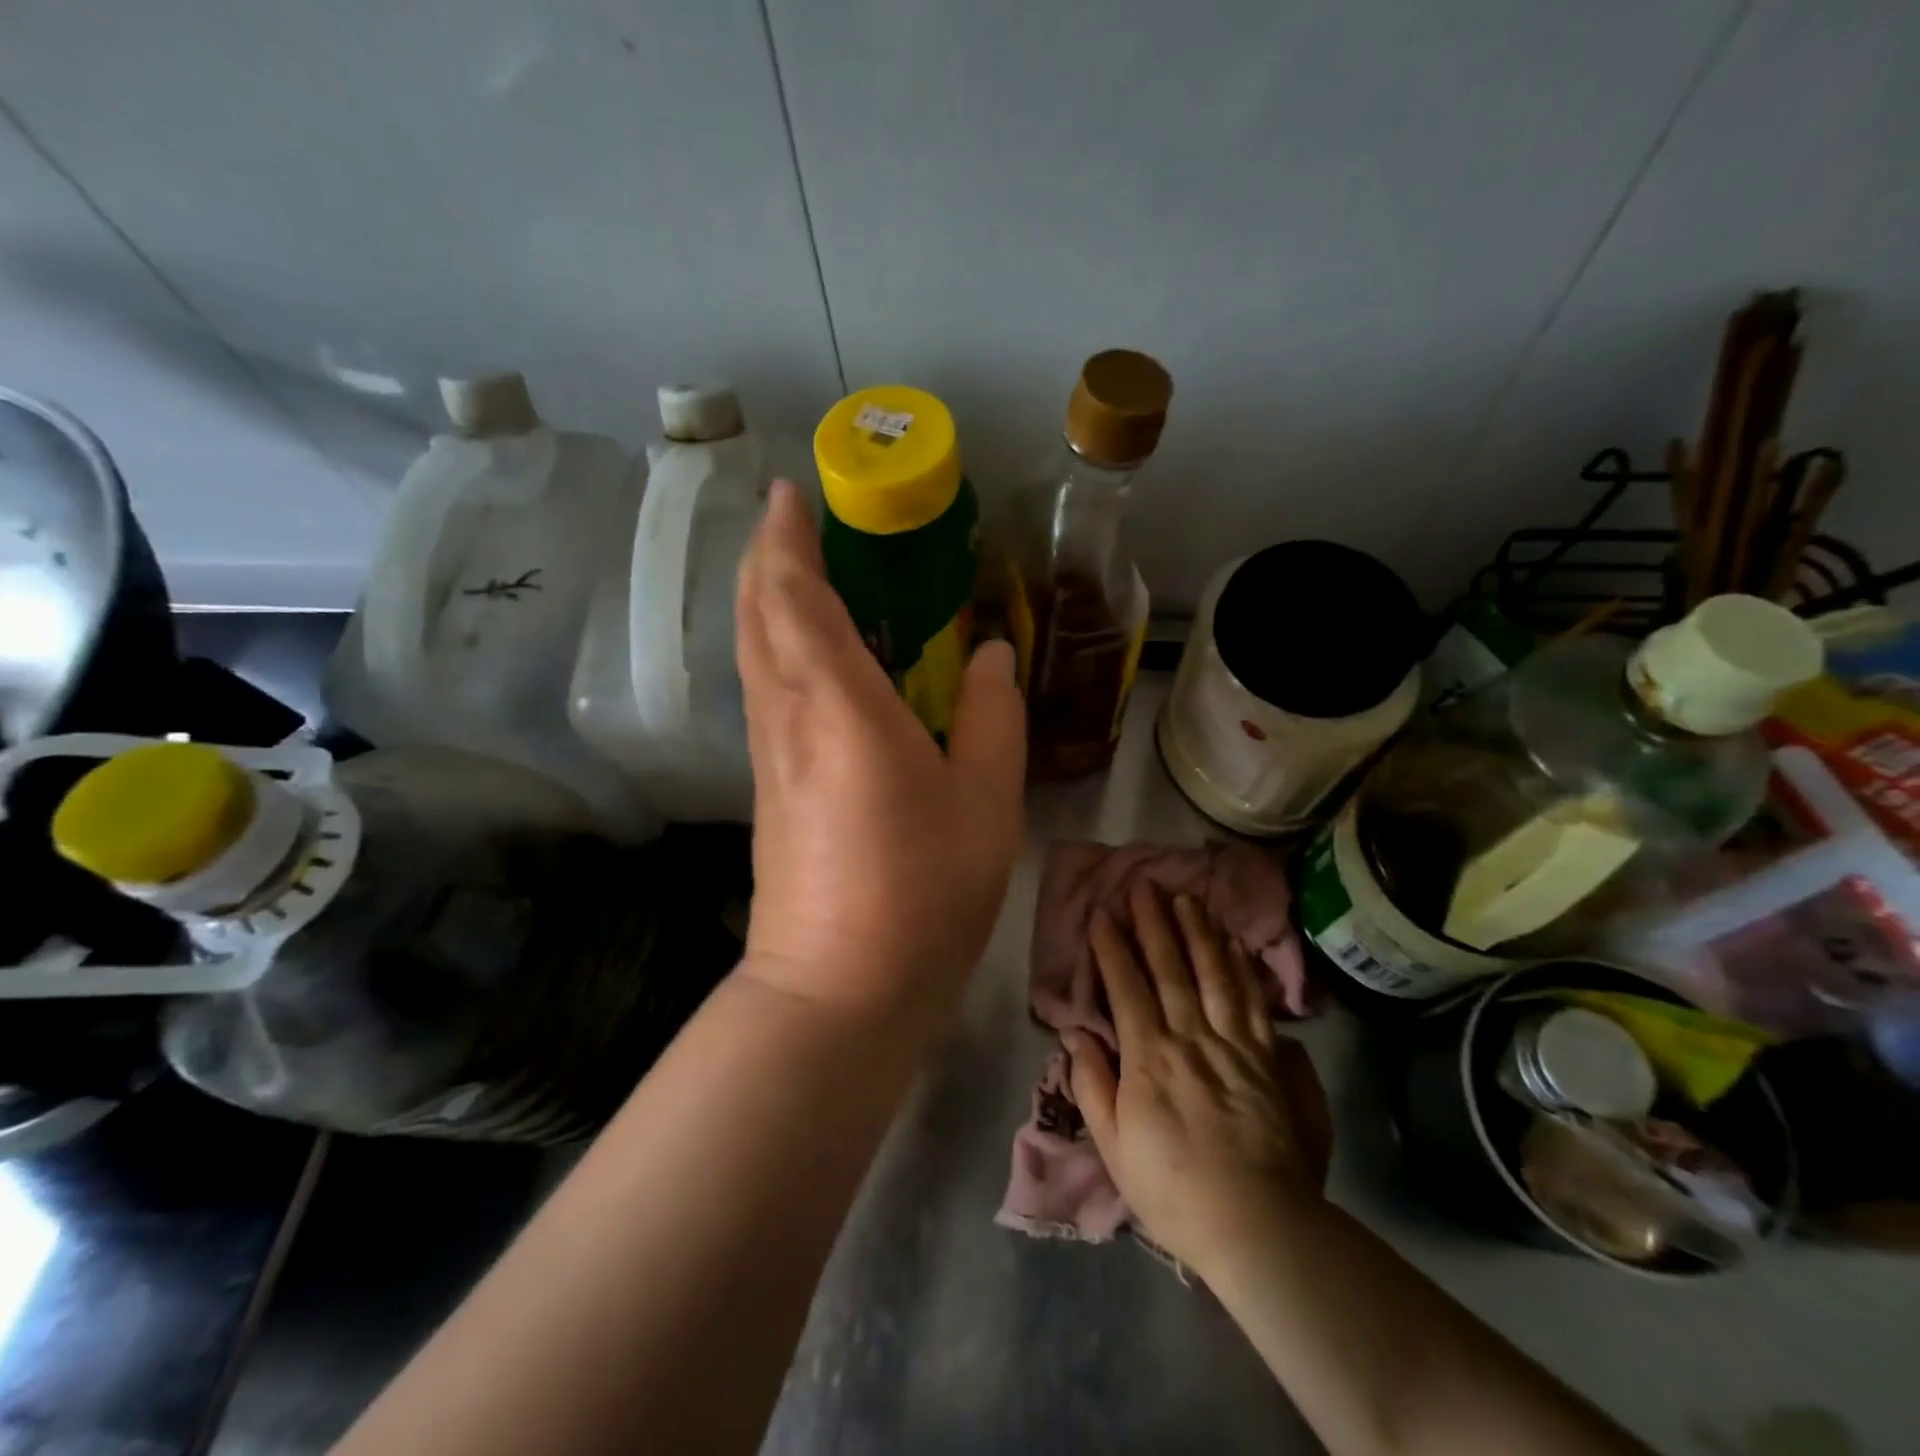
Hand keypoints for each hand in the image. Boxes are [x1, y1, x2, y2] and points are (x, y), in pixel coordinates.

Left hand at [734, 480, 1025, 1026]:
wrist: (840, 989)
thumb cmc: (923, 890)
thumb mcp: (986, 801)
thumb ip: (994, 717)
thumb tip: (994, 657)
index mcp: (839, 705)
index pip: (796, 596)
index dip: (788, 538)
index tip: (793, 494)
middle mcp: (788, 717)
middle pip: (758, 615)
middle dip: (767, 557)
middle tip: (794, 520)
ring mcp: (770, 756)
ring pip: (753, 654)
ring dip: (765, 601)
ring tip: (800, 573)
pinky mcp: (769, 790)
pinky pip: (764, 693)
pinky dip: (775, 650)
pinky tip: (808, 659)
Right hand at [1066, 880, 1331, 1271]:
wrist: (1260, 1226)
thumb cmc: (1174, 1190)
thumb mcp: (1115, 1146)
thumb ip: (1093, 1085)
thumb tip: (1075, 1035)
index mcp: (1150, 1058)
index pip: (1127, 988)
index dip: (1113, 947)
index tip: (1103, 912)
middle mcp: (1192, 1038)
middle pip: (1171, 969)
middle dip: (1155, 923)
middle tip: (1145, 884)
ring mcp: (1236, 1046)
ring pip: (1215, 975)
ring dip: (1198, 933)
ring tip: (1187, 899)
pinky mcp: (1271, 1061)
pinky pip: (1253, 1003)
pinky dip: (1242, 969)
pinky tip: (1235, 945)